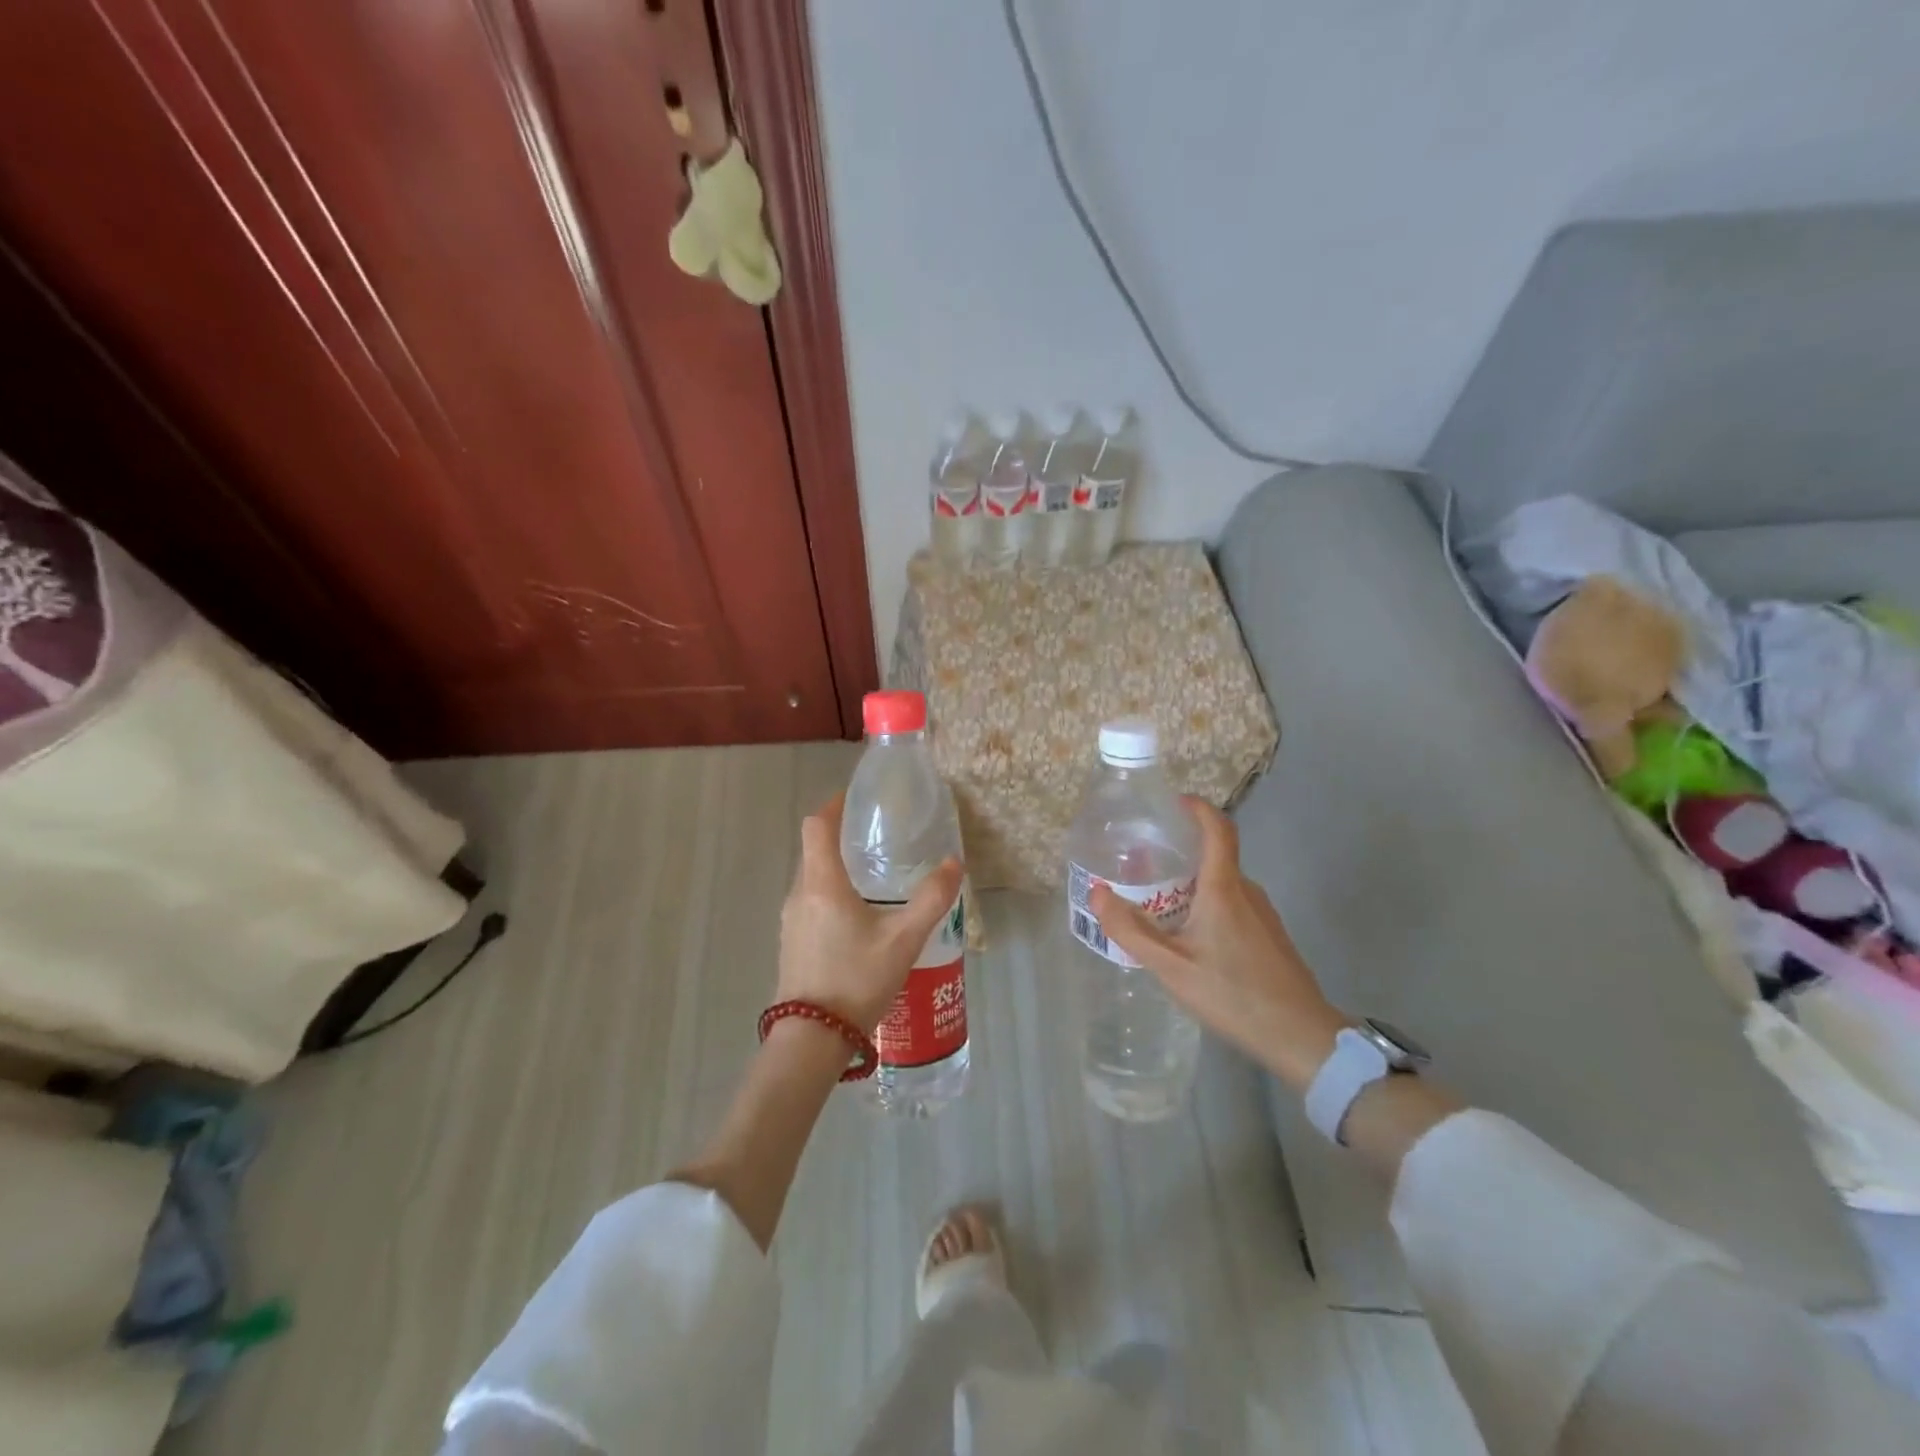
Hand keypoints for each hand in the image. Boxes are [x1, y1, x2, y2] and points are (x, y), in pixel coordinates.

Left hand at [778, 795, 962, 1036]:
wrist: (812, 1039)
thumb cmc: (856, 979)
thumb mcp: (904, 939)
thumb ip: (931, 899)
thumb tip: (955, 863)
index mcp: (822, 884)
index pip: (816, 826)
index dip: (832, 805)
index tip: (854, 799)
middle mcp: (799, 895)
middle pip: (812, 850)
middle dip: (838, 837)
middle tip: (874, 838)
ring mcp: (790, 921)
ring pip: (810, 879)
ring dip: (834, 868)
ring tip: (870, 876)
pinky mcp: (791, 943)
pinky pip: (808, 903)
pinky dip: (828, 894)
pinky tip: (856, 918)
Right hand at [1090, 798, 1347, 1089]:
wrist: (1301, 1037)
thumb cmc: (1233, 994)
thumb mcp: (1170, 967)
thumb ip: (1131, 930)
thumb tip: (1098, 893)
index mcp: (1224, 889)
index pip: (1218, 829)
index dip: (1198, 808)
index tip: (1174, 802)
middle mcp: (1247, 892)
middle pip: (1215, 858)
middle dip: (1180, 855)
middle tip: (1144, 867)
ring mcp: (1264, 915)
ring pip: (1224, 885)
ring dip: (1193, 885)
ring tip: (1159, 905)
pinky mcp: (1270, 937)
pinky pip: (1234, 905)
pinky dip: (1209, 905)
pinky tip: (1190, 938)